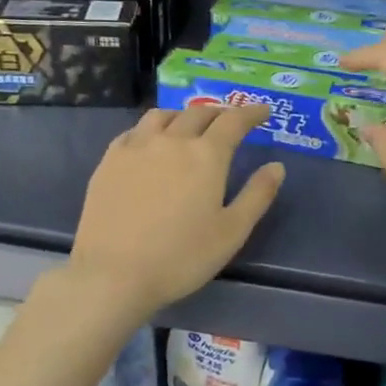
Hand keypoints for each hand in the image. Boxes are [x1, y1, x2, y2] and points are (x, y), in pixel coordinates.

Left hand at [67, 104, 284, 318]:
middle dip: (219, 114)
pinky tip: (150, 143)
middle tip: (229, 122)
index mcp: (206, 156)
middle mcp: (171, 140)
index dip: (251, 113)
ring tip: (189, 127)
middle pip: (198, 114)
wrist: (114, 274)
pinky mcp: (109, 161)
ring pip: (163, 116)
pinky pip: (134, 131)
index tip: (263, 111)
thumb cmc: (181, 258)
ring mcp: (135, 147)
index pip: (234, 121)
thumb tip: (276, 166)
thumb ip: (257, 195)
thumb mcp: (232, 232)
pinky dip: (151, 129)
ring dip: (183, 116)